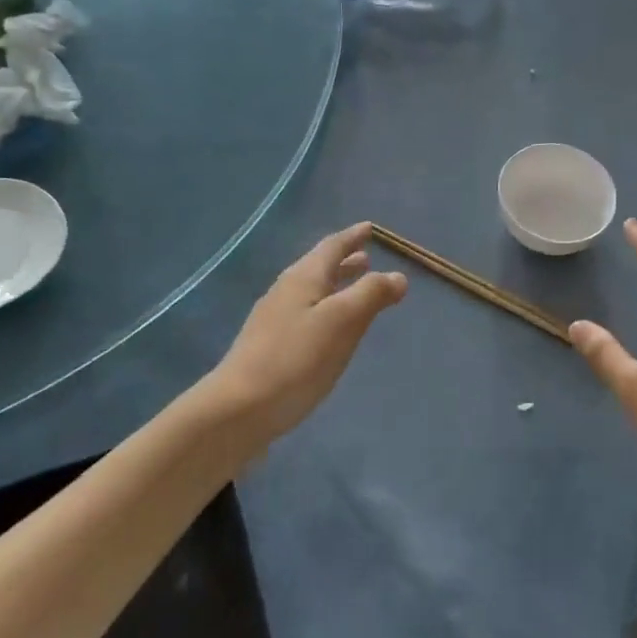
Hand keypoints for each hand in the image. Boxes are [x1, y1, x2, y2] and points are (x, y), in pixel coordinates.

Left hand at [203, 222, 406, 447]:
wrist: (239, 409)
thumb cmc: (296, 359)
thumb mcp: (342, 321)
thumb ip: (371, 294)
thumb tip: (397, 276)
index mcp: (303, 278)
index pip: (332, 247)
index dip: (352, 237)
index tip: (370, 228)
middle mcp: (286, 291)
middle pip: (319, 267)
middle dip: (345, 261)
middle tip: (367, 257)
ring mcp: (274, 320)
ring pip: (312, 291)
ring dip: (336, 285)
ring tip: (355, 286)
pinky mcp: (271, 346)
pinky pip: (306, 314)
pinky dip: (326, 308)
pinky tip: (332, 328)